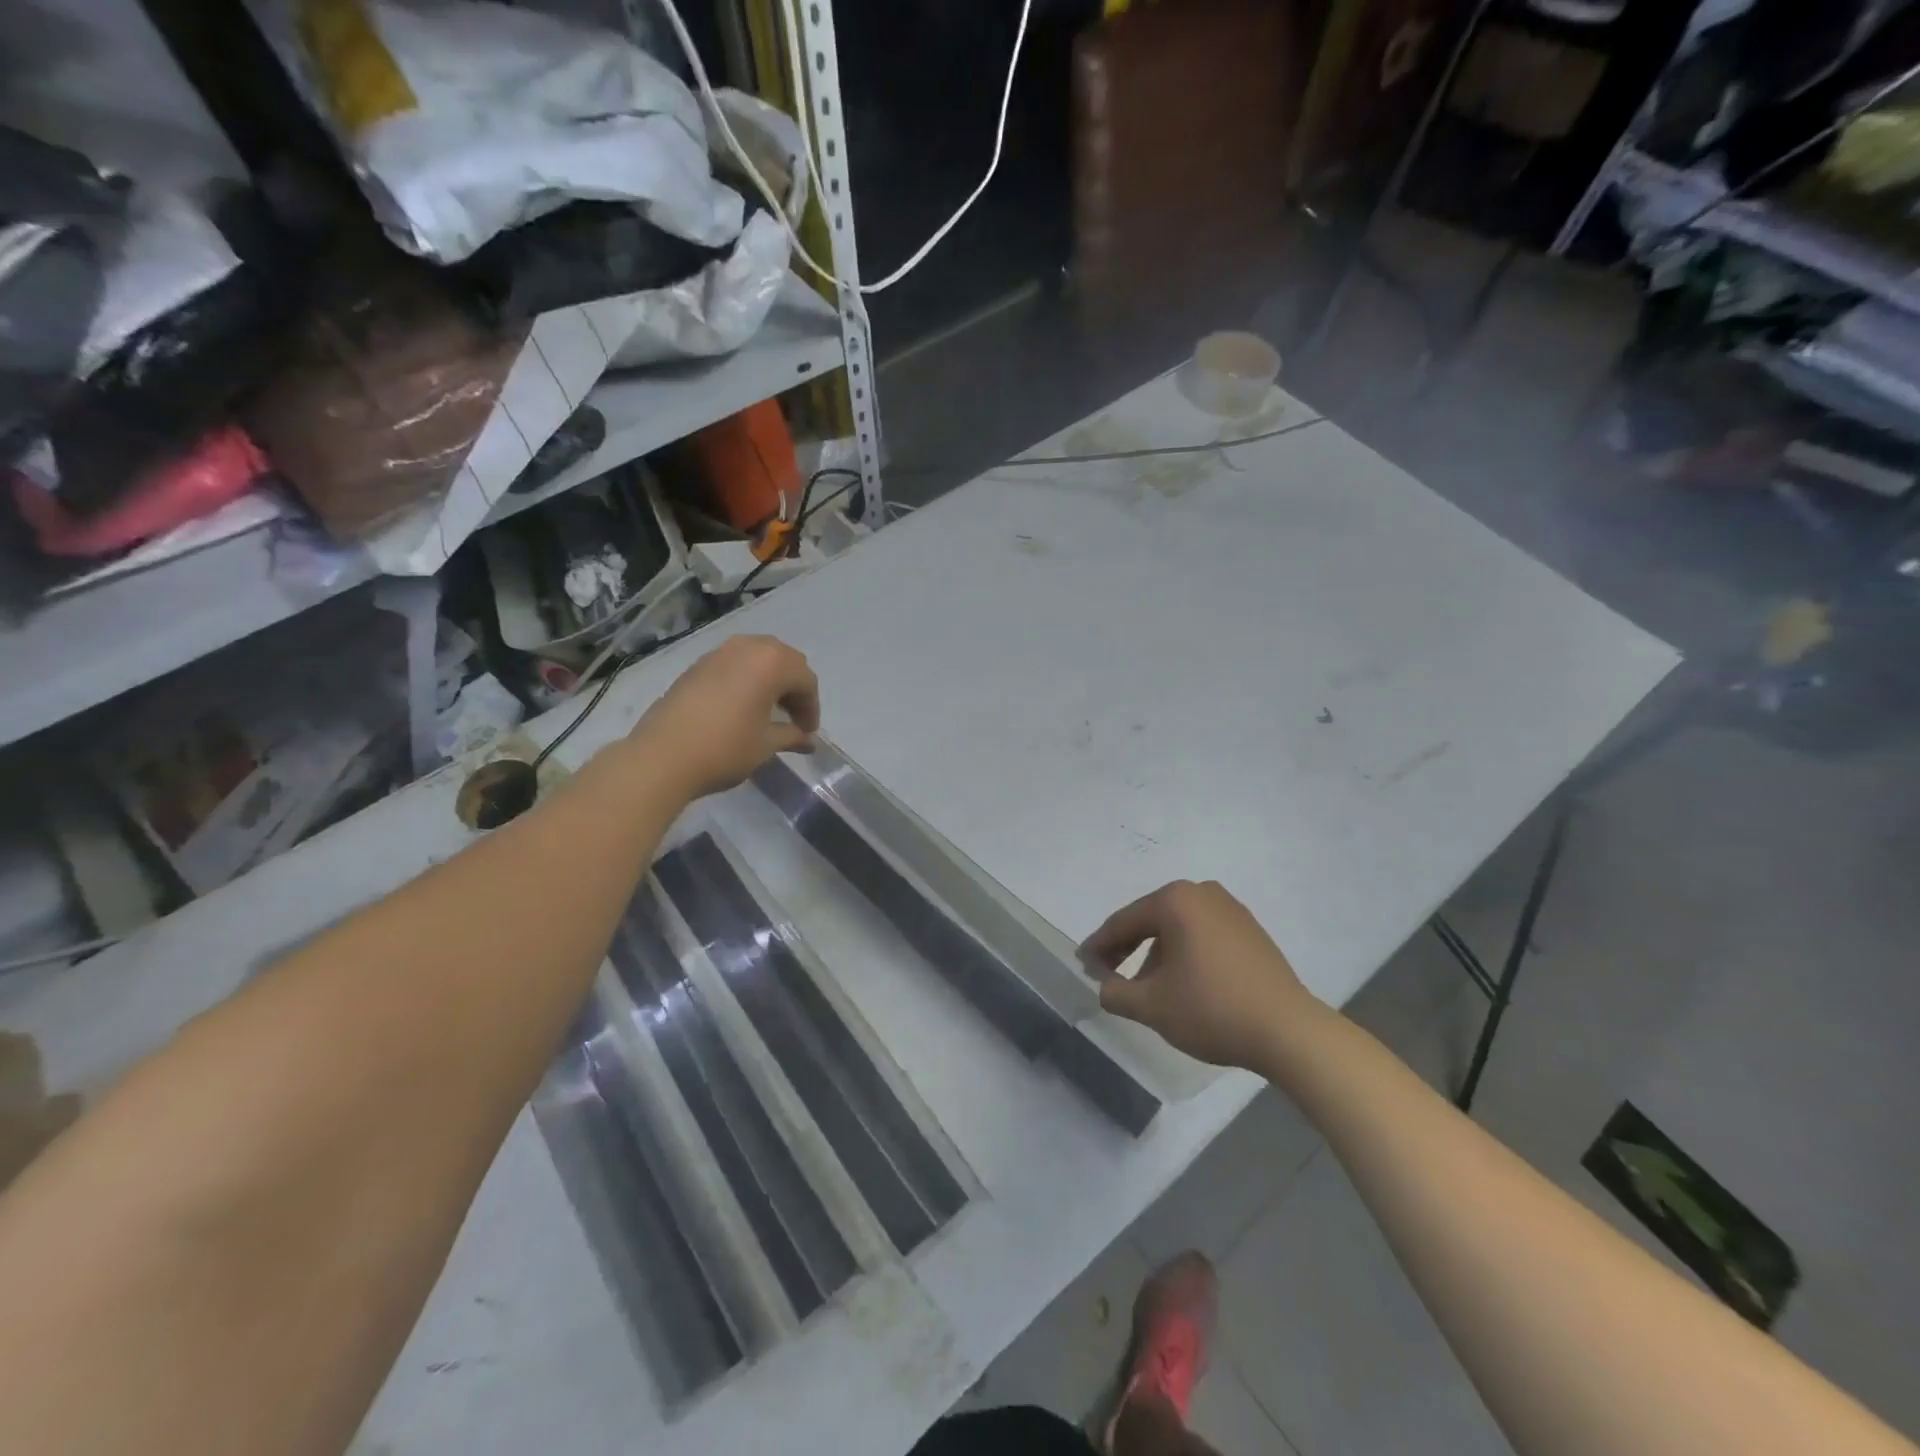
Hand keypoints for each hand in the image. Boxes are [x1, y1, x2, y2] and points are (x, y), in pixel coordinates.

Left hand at [632, 635, 819, 798]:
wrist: (662, 756)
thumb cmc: (725, 748)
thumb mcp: (766, 744)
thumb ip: (791, 736)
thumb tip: (808, 740)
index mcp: (771, 663)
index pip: (805, 680)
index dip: (811, 707)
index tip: (807, 732)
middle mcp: (747, 648)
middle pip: (783, 660)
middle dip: (793, 687)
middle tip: (793, 717)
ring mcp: (718, 653)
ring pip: (757, 657)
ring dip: (770, 679)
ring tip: (768, 710)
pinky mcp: (696, 665)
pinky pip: (734, 664)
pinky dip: (746, 679)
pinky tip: (741, 706)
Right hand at [1080, 880, 1323, 1071]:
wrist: (1289, 1031)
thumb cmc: (1211, 1009)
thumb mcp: (1151, 1006)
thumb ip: (1115, 992)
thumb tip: (1105, 986)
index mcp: (1175, 900)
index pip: (1124, 922)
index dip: (1099, 946)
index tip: (1083, 965)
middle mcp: (1203, 893)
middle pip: (1151, 920)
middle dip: (1127, 948)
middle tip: (1108, 974)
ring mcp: (1231, 909)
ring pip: (1178, 928)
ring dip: (1156, 954)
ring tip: (1147, 988)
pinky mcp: (1251, 931)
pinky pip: (1203, 935)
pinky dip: (1185, 954)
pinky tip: (1183, 984)